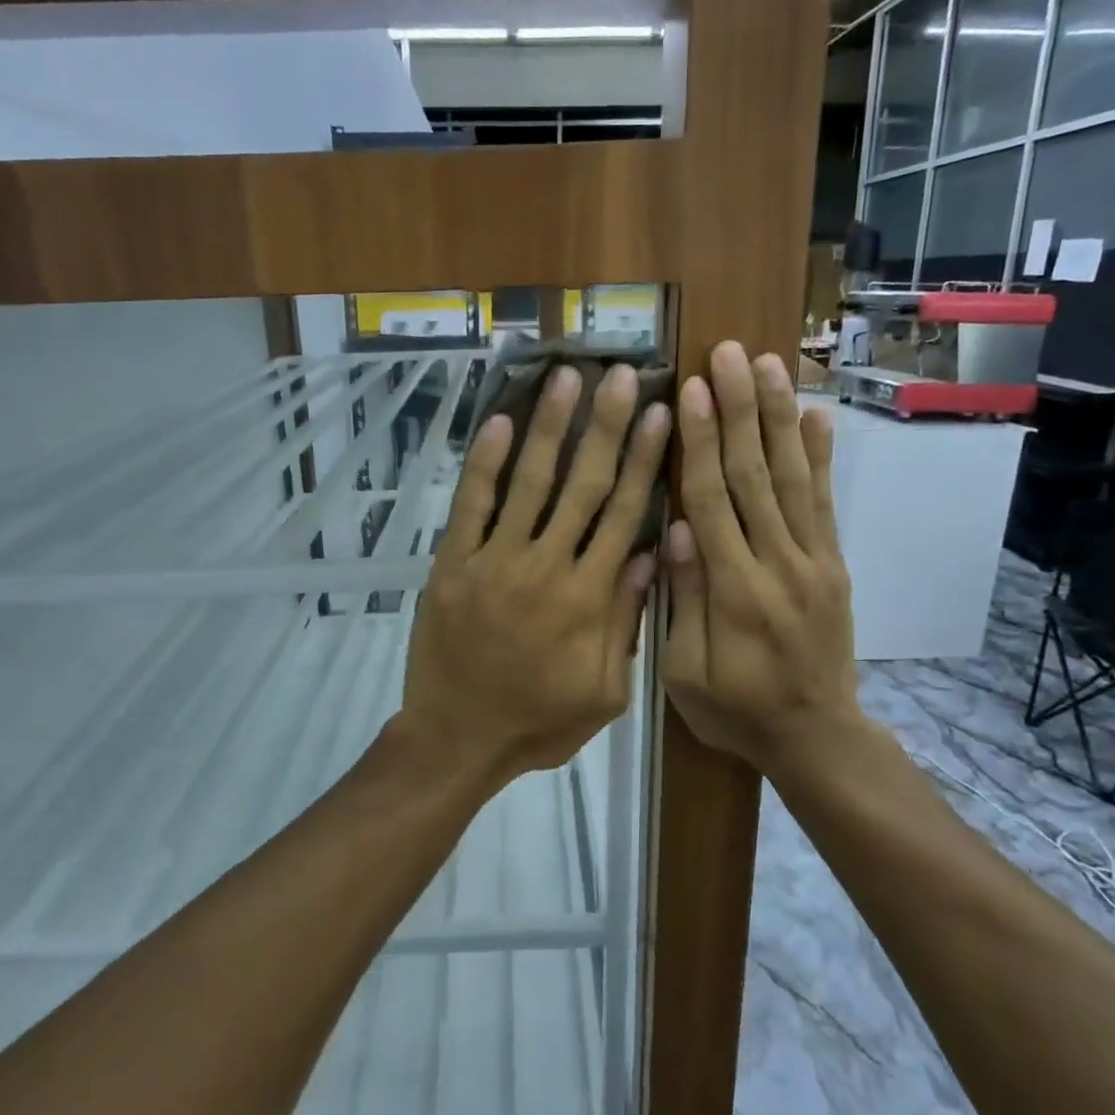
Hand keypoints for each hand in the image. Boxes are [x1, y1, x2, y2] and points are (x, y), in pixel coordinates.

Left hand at [401, 363, 671, 787]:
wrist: (457, 739)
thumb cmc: (538, 723)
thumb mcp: (604, 692)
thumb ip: (627, 622)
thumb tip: (651, 553)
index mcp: (588, 597)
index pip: (624, 514)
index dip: (645, 461)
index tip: (661, 414)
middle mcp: (545, 566)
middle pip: (583, 484)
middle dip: (606, 426)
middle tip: (622, 375)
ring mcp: (494, 561)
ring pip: (529, 482)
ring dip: (550, 427)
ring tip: (568, 377)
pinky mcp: (453, 564)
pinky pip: (471, 505)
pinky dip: (485, 463)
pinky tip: (502, 422)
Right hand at [662, 341, 868, 785]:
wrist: (817, 737)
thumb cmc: (736, 710)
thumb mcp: (687, 674)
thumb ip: (683, 600)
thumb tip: (676, 530)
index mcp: (734, 590)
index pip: (712, 501)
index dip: (700, 442)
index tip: (691, 389)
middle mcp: (778, 563)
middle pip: (755, 475)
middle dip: (741, 410)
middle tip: (731, 354)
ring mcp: (814, 560)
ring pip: (793, 478)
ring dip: (780, 418)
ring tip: (772, 365)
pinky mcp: (834, 564)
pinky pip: (826, 504)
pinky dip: (821, 457)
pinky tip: (817, 416)